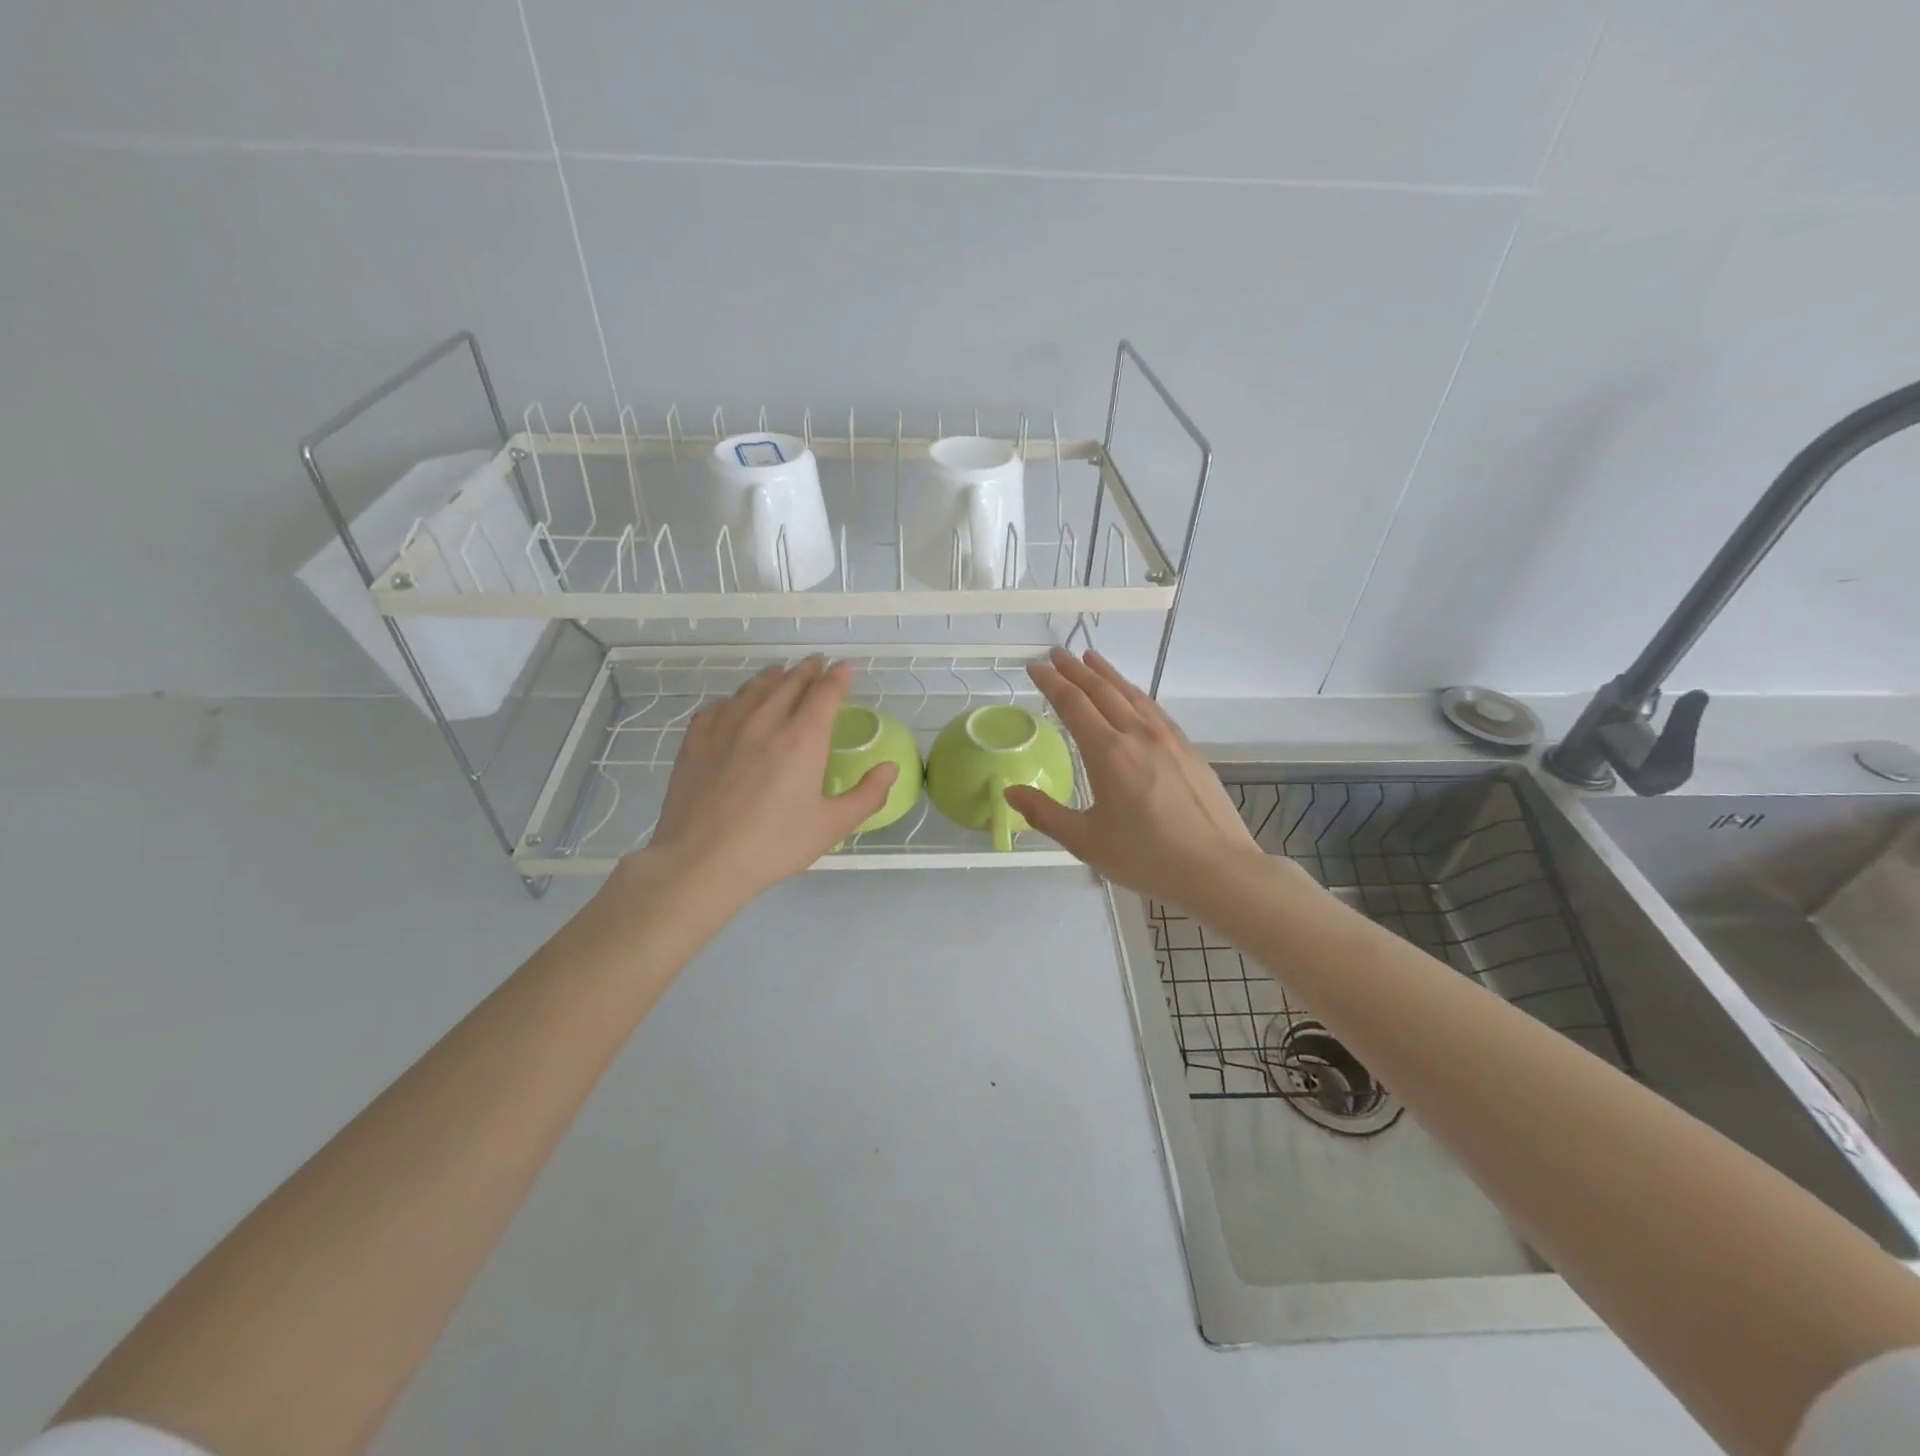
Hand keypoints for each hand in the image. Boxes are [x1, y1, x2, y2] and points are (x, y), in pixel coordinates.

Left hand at [617, 657, 897, 910]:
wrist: (702, 861)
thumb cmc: (774, 845)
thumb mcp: (832, 826)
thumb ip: (867, 795)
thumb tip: (889, 769)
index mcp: (803, 738)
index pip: (825, 693)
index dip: (838, 677)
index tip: (845, 668)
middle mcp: (765, 722)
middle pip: (789, 683)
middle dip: (807, 670)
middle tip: (816, 664)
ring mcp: (726, 728)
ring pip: (753, 689)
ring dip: (772, 677)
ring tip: (780, 673)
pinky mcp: (696, 741)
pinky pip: (719, 707)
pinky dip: (735, 699)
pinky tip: (734, 706)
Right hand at [1005, 648, 1261, 908]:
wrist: (1217, 868)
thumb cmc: (1146, 857)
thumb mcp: (1086, 841)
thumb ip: (1045, 814)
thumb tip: (1010, 793)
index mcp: (1108, 752)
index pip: (1074, 704)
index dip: (1052, 683)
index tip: (1035, 667)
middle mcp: (1138, 735)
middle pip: (1102, 691)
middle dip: (1076, 669)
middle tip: (1058, 653)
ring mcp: (1168, 739)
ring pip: (1132, 694)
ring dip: (1108, 674)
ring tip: (1092, 659)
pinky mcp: (1189, 750)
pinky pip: (1154, 709)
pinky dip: (1134, 694)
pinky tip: (1133, 697)